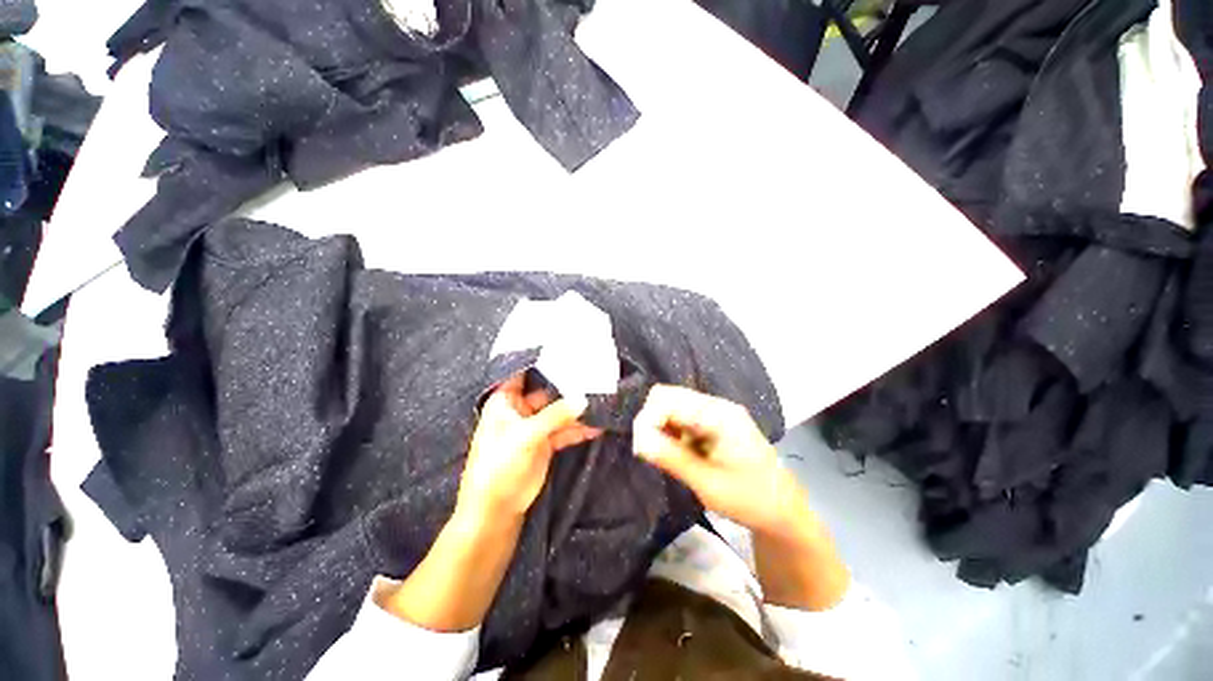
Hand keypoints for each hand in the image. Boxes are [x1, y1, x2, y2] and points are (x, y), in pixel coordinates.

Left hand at [456, 373, 601, 523]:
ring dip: (577, 410)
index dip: (541, 359)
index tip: (565, 347)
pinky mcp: (545, 441)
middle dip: (568, 387)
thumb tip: (584, 398)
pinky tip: (597, 426)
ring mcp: (534, 425)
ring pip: (559, 411)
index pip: (524, 371)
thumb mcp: (526, 436)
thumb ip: (556, 415)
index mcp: (505, 400)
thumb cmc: (499, 465)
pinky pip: (565, 429)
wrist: (496, 509)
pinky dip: (579, 428)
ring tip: (601, 403)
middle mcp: (520, 408)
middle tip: (594, 376)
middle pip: (547, 391)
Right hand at [632, 385, 806, 537]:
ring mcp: (717, 412)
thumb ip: (670, 457)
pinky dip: (673, 432)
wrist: (785, 512)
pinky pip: (684, 417)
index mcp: (718, 414)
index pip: (667, 399)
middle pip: (669, 396)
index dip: (647, 419)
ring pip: (674, 406)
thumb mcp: (706, 482)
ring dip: (662, 427)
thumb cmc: (750, 499)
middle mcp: (716, 405)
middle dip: (653, 421)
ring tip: (666, 455)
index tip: (640, 448)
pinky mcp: (715, 422)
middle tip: (650, 451)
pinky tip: (679, 453)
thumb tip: (637, 440)